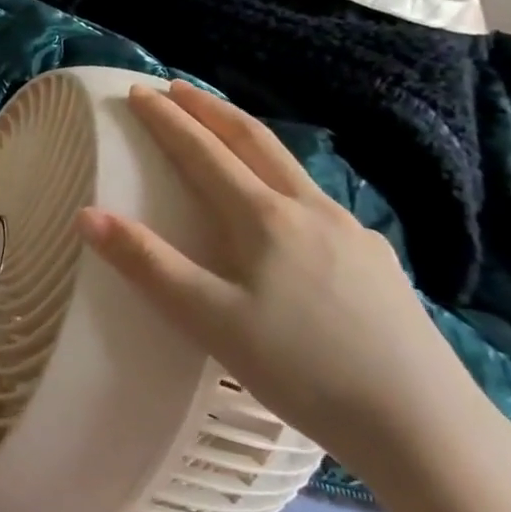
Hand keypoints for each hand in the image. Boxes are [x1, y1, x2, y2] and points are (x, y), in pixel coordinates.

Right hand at [76, 80, 486, 483]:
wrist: (422, 423)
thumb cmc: (301, 369)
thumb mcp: (209, 320)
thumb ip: (148, 264)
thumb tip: (88, 215)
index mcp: (264, 218)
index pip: (204, 152)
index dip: (167, 120)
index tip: (138, 91)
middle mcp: (309, 209)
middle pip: (254, 141)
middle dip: (211, 110)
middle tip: (178, 88)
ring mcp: (350, 232)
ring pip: (290, 166)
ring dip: (249, 139)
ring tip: (224, 134)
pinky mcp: (375, 260)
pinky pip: (315, 199)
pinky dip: (281, 177)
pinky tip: (284, 208)